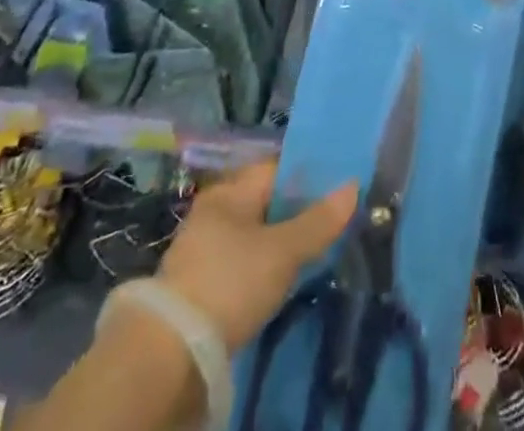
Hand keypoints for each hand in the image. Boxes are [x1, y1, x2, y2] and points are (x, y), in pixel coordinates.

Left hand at [157, 159, 357, 352]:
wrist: (170, 354)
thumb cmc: (231, 282)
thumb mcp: (282, 252)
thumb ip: (318, 221)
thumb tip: (353, 186)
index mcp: (230, 191)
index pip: (276, 169)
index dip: (308, 176)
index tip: (338, 189)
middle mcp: (214, 211)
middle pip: (265, 202)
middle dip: (295, 212)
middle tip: (331, 224)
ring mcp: (202, 249)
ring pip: (253, 235)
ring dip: (278, 243)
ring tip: (312, 254)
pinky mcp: (199, 286)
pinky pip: (241, 263)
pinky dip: (261, 268)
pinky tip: (280, 282)